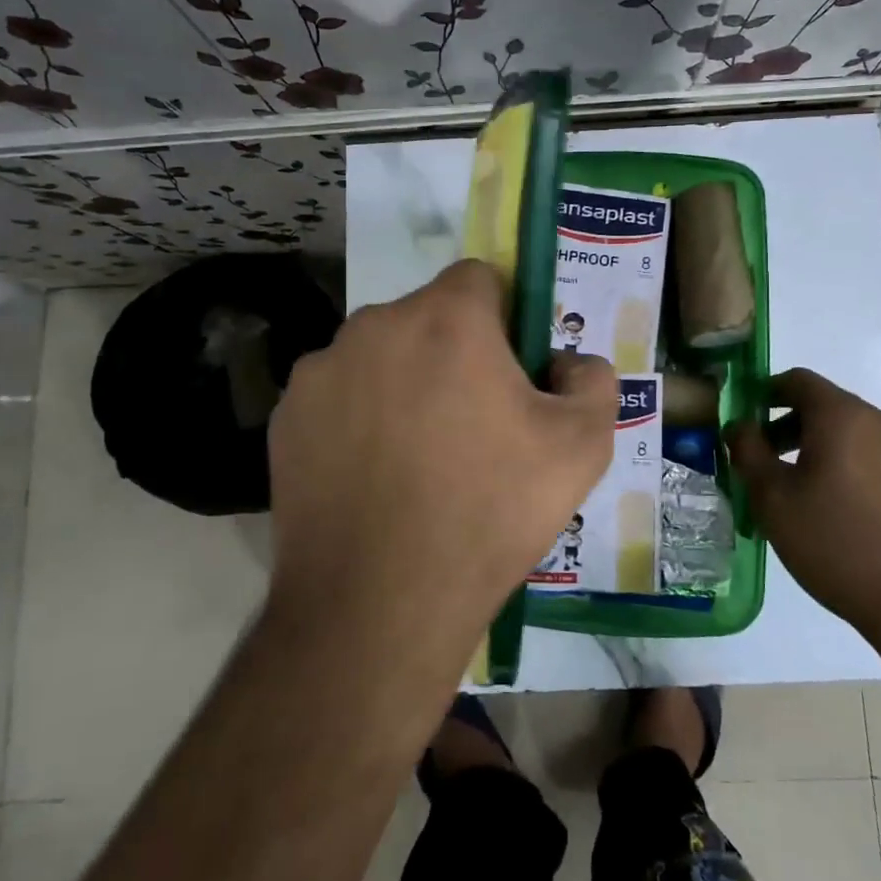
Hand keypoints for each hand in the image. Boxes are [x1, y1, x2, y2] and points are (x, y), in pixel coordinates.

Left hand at [267, 259, 616, 653]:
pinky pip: (339, 395)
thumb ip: (594, 379)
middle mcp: (376, 325)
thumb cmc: (490, 512)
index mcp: (447, 319)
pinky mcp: (287, 415)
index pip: (480, 278)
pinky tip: (373, 476)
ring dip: (404, 382)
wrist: (379, 603)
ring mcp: (322, 369)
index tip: (512, 370)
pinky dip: (359, 417)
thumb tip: (568, 362)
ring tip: (419, 457)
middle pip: (428, 316)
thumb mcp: (583, 446)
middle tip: (474, 424)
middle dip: (455, 352)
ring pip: (381, 354)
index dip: (505, 316)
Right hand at [728, 368, 880, 659]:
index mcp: (843, 416)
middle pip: (825, 407)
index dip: (765, 393)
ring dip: (818, 450)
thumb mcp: (774, 500)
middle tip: (763, 463)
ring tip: (798, 493)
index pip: (797, 380)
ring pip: (851, 434)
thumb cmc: (838, 544)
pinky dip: (848, 468)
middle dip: (788, 426)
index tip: (745, 421)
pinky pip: (875, 458)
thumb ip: (748, 453)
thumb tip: (739, 426)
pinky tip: (838, 512)